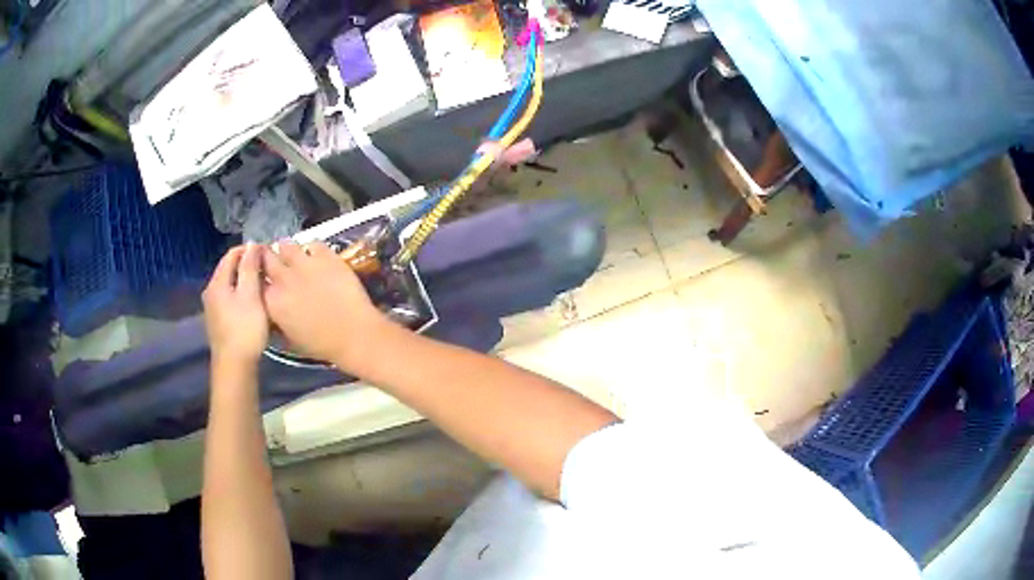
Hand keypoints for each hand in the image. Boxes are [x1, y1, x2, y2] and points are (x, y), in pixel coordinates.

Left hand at [203, 244, 268, 366]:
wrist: (234, 365)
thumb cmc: (245, 328)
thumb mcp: (251, 294)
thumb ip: (250, 267)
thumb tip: (252, 244)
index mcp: (217, 282)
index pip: (232, 254)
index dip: (250, 250)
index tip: (268, 254)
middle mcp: (211, 291)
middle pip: (229, 269)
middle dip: (248, 266)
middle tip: (268, 271)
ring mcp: (212, 308)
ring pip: (230, 285)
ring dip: (246, 282)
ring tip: (264, 287)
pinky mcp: (218, 321)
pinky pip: (230, 299)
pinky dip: (242, 296)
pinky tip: (254, 305)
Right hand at [262, 240, 384, 367]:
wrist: (354, 335)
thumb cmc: (321, 345)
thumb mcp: (289, 339)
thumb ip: (276, 319)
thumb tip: (272, 309)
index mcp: (271, 301)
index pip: (254, 279)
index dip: (257, 276)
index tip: (261, 275)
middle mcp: (283, 278)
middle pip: (266, 257)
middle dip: (267, 256)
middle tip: (274, 259)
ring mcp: (304, 264)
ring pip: (286, 245)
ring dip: (287, 249)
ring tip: (293, 256)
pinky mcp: (325, 256)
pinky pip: (313, 243)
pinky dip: (312, 249)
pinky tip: (317, 256)